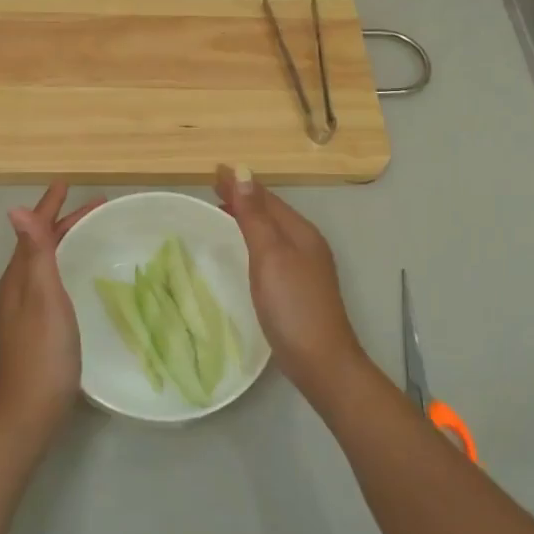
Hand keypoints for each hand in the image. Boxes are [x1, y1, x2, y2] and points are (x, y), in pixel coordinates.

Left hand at [0, 181, 102, 439]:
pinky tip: (79, 276)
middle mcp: (16, 289)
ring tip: (89, 232)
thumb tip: (15, 210)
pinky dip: (65, 264)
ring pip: (44, 263)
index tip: (67, 183)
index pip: (33, 231)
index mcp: (16, 278)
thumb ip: (34, 254)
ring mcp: (23, 310)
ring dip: (64, 242)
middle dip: (63, 222)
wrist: (30, 410)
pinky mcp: (35, 327)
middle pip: (39, 245)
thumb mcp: (42, 297)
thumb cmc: (42, 351)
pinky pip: (49, 281)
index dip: (50, 207)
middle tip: (96, 207)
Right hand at [215, 165, 372, 398]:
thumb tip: (243, 173)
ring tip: (222, 212)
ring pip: (272, 231)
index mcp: (301, 232)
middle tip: (212, 188)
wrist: (321, 361)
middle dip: (244, 197)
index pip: (266, 198)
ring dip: (248, 218)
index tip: (213, 171)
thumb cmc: (293, 305)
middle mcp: (306, 244)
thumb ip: (255, 216)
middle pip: (271, 212)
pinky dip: (253, 240)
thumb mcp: (270, 256)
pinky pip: (271, 251)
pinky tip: (242, 252)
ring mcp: (305, 268)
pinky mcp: (297, 288)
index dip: (241, 184)